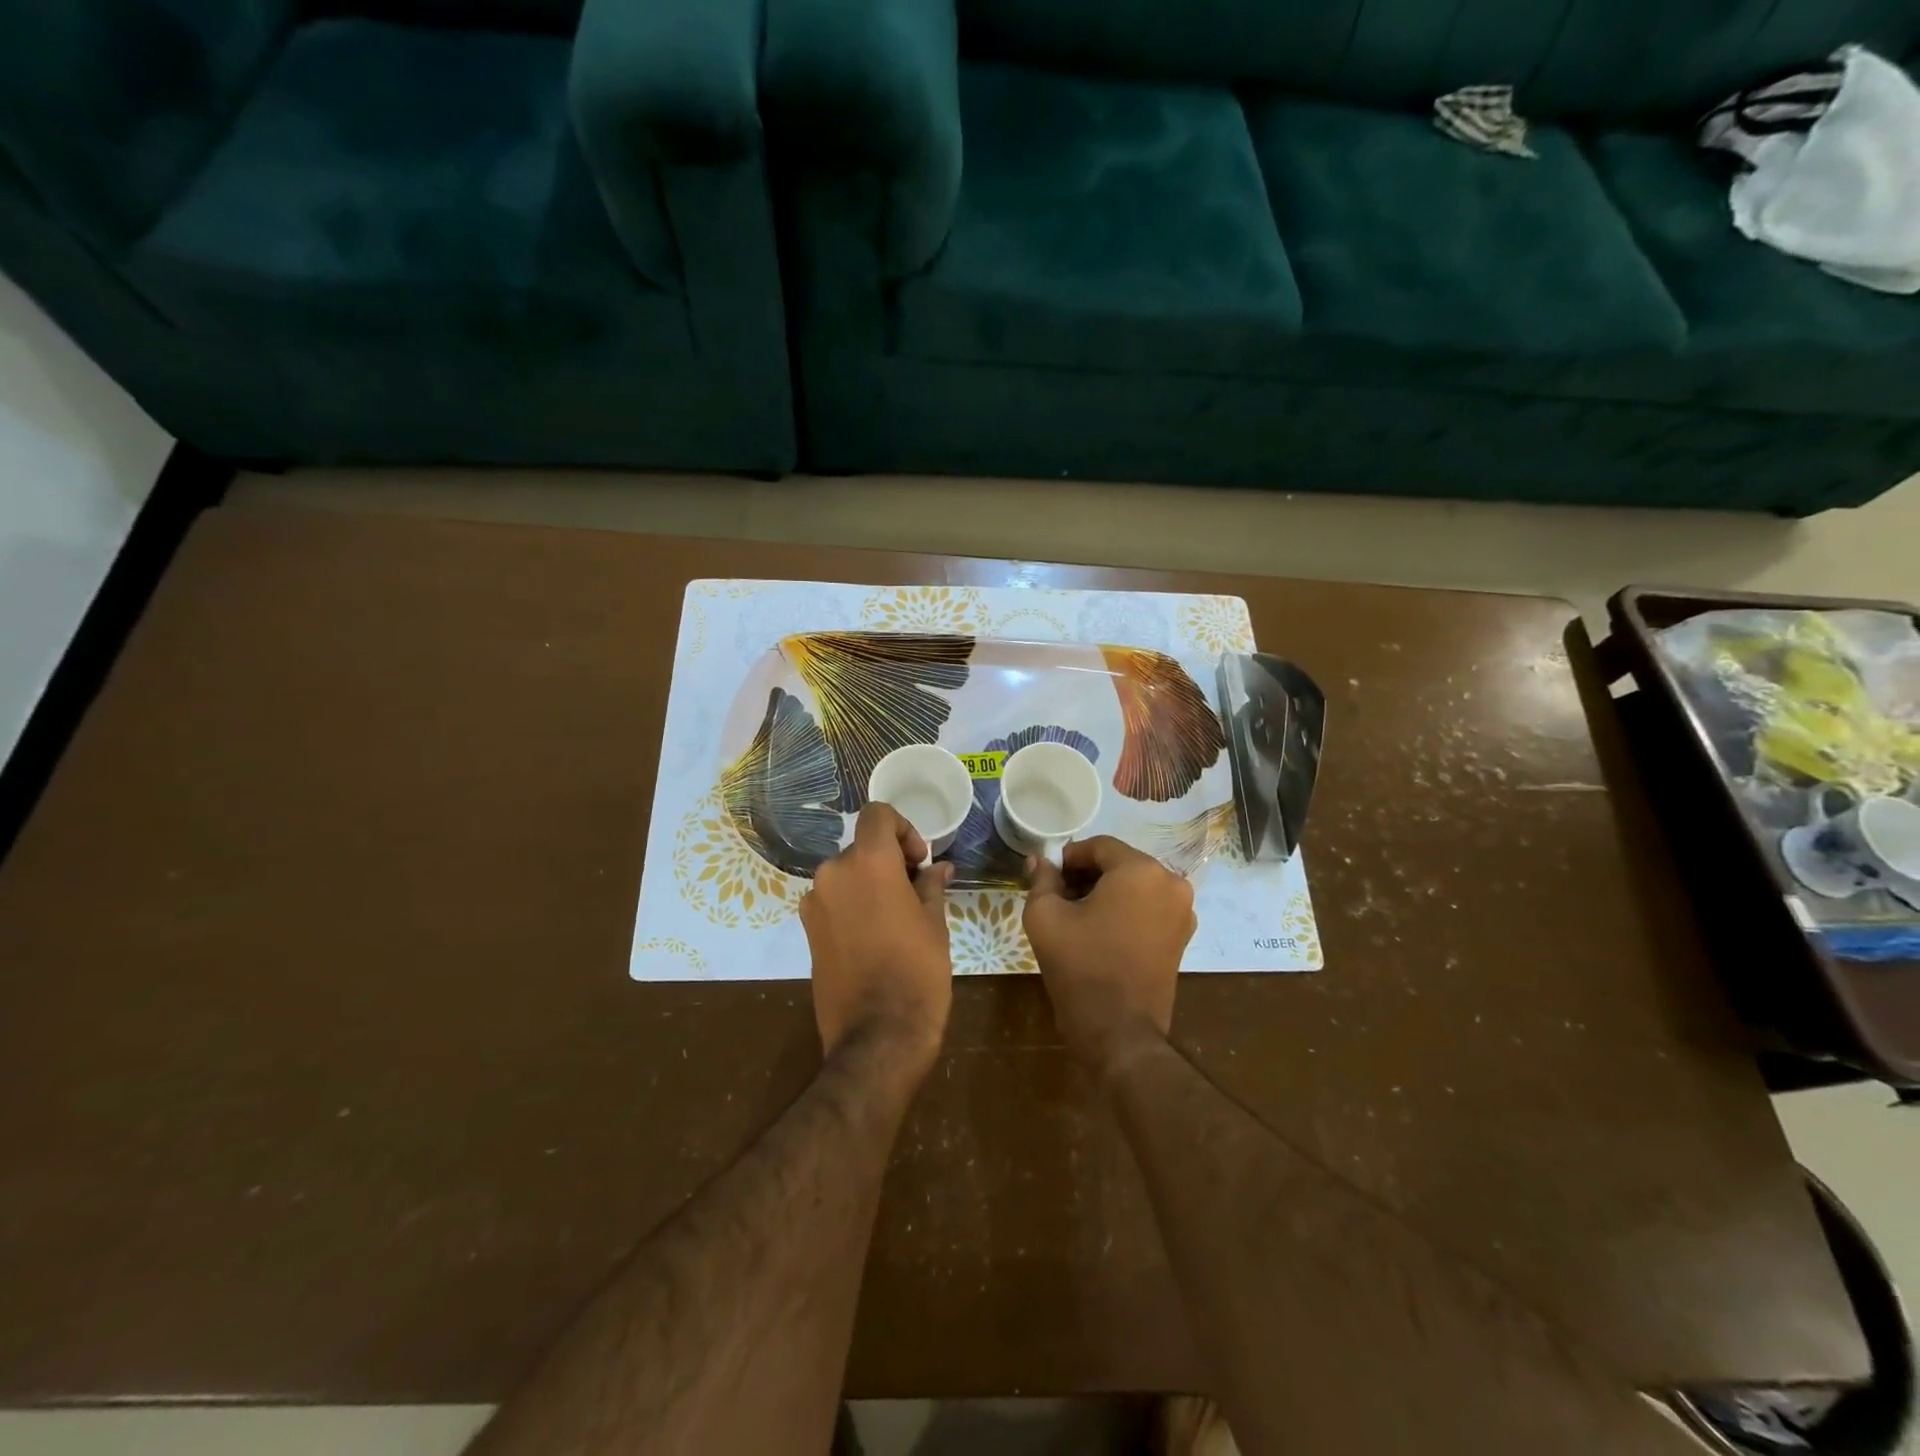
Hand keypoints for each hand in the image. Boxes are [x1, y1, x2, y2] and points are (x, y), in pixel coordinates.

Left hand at [801, 803, 953, 1068]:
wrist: (877, 1037)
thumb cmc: (917, 972)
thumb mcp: (935, 924)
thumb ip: (931, 886)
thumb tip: (936, 868)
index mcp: (868, 862)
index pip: (877, 815)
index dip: (903, 828)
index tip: (919, 861)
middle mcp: (833, 873)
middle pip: (862, 848)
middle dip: (889, 862)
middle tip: (916, 894)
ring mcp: (814, 903)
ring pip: (847, 875)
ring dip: (870, 885)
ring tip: (897, 920)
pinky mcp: (807, 931)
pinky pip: (834, 901)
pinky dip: (853, 905)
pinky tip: (875, 938)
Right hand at [1024, 837, 1195, 1075]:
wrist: (1118, 1031)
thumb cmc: (1080, 966)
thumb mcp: (1045, 916)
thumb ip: (1042, 879)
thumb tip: (1039, 860)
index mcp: (1141, 870)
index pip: (1099, 846)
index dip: (1069, 857)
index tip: (1049, 877)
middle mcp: (1170, 882)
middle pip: (1120, 863)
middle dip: (1088, 874)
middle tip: (1059, 896)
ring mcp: (1182, 911)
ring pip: (1136, 885)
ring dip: (1107, 892)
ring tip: (1078, 917)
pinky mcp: (1183, 936)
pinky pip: (1149, 907)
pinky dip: (1126, 910)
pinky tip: (1102, 931)